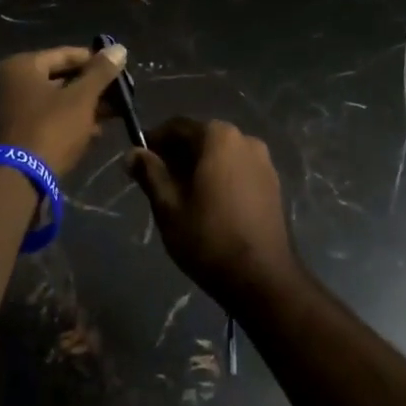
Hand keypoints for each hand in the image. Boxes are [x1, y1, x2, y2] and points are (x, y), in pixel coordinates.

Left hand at [0, 44, 127, 181]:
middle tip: (121, 96)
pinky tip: (95, 132)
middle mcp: (12, 82)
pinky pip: (49, 119)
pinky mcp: (18, 133)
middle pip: (62, 78)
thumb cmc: (50, 129)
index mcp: (22, 66)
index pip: (67, 54)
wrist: (18, 180)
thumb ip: (101, 72)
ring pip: (57, 101)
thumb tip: (120, 48)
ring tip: (115, 115)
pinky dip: (71, 122)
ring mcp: (12, 109)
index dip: (97, 62)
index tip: (121, 72)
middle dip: (93, 88)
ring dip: (85, 107)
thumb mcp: (81, 98)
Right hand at [127, 119, 302, 306]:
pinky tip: (208, 204)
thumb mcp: (168, 206)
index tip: (139, 161)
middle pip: (201, 138)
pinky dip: (220, 177)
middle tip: (157, 182)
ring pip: (220, 155)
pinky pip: (238, 169)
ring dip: (199, 167)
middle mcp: (244, 139)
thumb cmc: (208, 237)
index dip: (154, 141)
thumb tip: (132, 153)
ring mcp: (263, 161)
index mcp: (218, 137)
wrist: (262, 278)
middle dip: (177, 155)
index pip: (177, 127)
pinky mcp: (273, 183)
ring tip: (180, 196)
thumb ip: (150, 173)